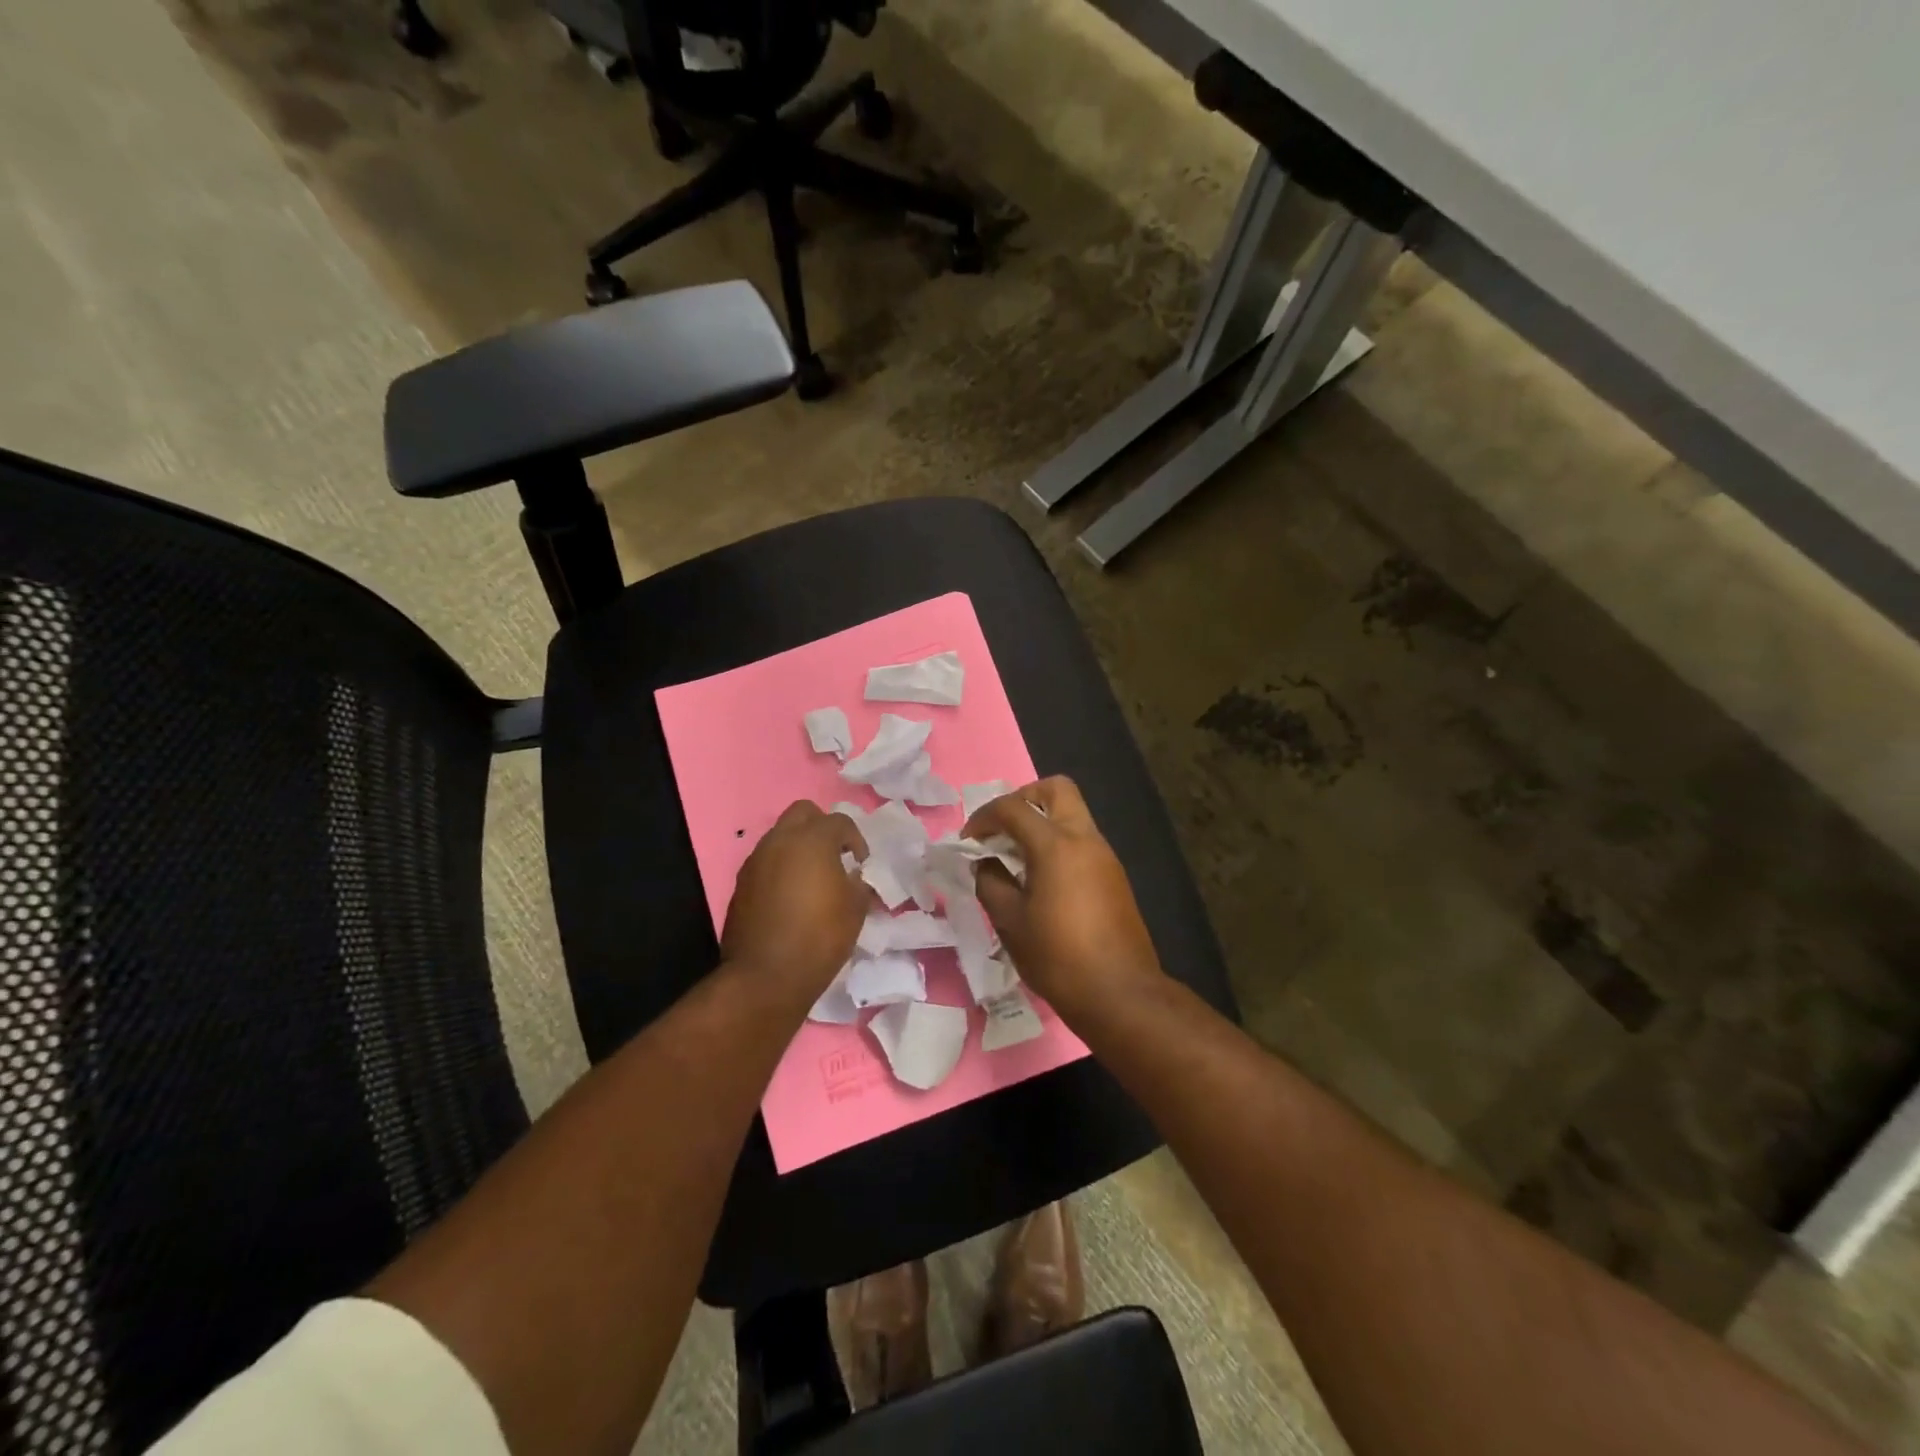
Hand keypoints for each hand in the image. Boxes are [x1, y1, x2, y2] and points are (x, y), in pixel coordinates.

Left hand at [721, 801, 868, 1008]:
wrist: (765, 976)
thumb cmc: (819, 937)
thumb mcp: (855, 909)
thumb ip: (859, 883)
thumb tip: (854, 877)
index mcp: (812, 840)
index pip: (840, 821)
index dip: (856, 839)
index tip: (861, 863)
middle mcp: (780, 840)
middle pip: (803, 813)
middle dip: (822, 827)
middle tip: (835, 855)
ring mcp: (756, 860)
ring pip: (780, 835)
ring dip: (799, 847)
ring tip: (813, 877)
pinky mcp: (741, 883)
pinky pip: (766, 861)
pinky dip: (781, 867)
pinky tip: (791, 896)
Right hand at [964, 776, 1165, 1020]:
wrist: (1120, 993)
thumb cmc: (1057, 957)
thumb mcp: (1009, 922)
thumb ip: (990, 882)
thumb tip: (985, 864)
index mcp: (1056, 844)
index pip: (1013, 808)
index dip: (984, 817)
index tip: (968, 840)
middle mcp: (1084, 838)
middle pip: (1057, 789)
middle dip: (1023, 798)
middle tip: (1002, 829)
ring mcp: (1105, 855)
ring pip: (1072, 814)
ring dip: (1042, 822)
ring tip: (1017, 858)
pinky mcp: (1114, 876)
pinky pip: (1082, 841)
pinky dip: (1058, 844)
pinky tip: (1042, 879)